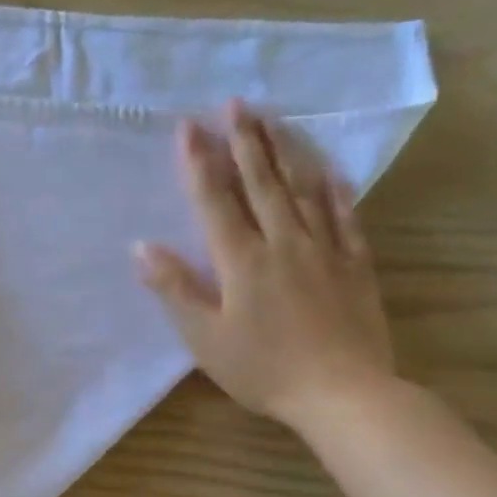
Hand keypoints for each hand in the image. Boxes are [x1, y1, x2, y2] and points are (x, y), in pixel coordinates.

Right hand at [135, 101, 395, 433]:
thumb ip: (175, 289)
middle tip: (235, 103)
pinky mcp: (354, 265)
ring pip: (302, 190)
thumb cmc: (263, 369)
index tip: (188, 126)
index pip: (215, 200)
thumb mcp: (205, 338)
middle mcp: (283, 242)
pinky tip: (329, 171)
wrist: (343, 393)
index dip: (199, 162)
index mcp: (241, 260)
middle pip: (261, 182)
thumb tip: (142, 247)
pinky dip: (334, 190)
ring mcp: (323, 250)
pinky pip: (344, 217)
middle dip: (244, 141)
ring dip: (284, 152)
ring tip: (272, 120)